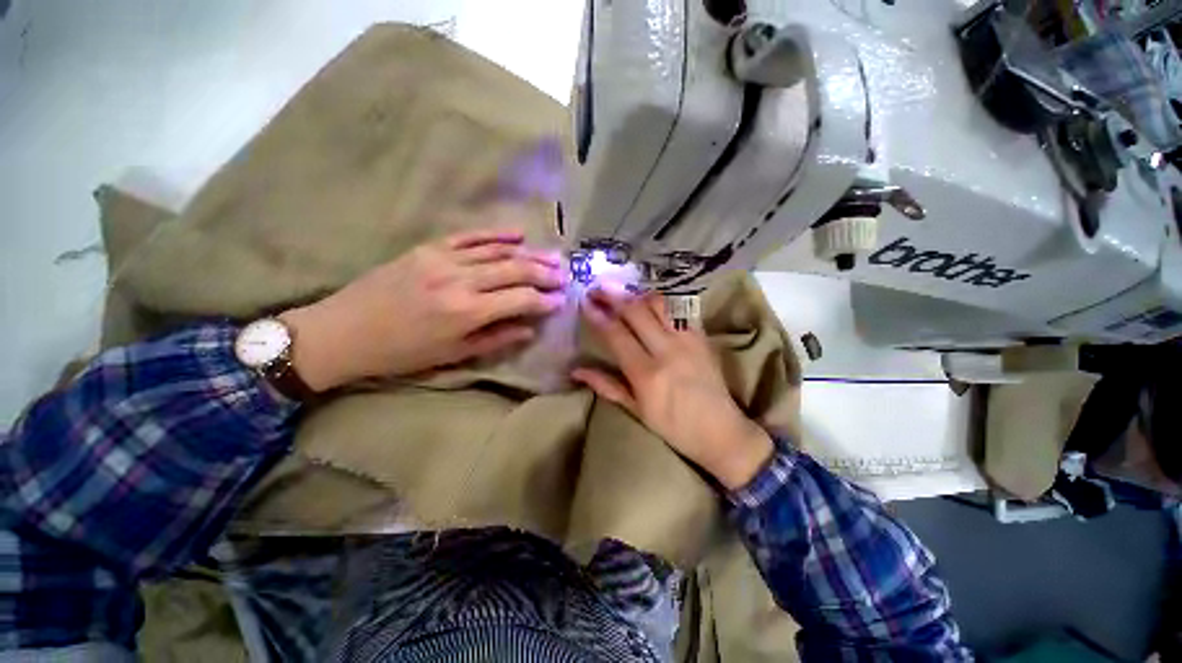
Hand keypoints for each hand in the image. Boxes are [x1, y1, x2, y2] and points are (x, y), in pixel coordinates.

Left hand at [280, 227, 564, 390]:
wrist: (343, 331)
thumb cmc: (401, 353)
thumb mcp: (453, 354)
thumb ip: (496, 338)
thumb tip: (530, 328)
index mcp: (466, 312)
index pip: (520, 299)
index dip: (545, 299)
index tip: (561, 300)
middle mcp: (460, 280)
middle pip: (514, 269)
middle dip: (544, 272)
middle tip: (565, 274)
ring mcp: (443, 259)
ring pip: (497, 251)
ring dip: (529, 253)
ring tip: (552, 255)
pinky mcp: (427, 248)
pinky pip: (469, 236)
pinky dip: (496, 234)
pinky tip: (517, 234)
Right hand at [572, 289, 773, 489]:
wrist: (721, 431)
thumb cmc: (674, 427)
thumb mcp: (637, 410)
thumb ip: (607, 386)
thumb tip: (576, 370)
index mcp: (646, 374)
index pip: (616, 335)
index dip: (598, 316)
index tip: (585, 302)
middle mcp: (667, 351)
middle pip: (636, 311)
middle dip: (613, 296)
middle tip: (598, 288)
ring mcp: (688, 340)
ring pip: (659, 304)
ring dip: (637, 294)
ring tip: (622, 292)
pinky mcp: (702, 336)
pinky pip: (680, 309)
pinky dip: (661, 301)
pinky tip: (650, 299)